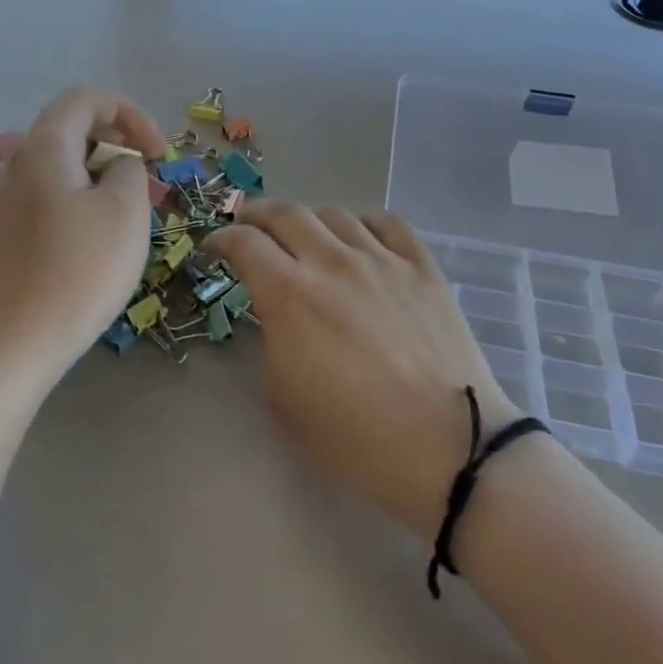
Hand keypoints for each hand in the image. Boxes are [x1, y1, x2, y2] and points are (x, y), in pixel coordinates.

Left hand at [0, 88, 165, 395]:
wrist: (10, 346)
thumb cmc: (77, 272)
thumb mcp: (125, 212)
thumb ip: (130, 171)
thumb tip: (119, 165)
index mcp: (44, 147)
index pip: (86, 99)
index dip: (130, 113)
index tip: (158, 152)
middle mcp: (17, 163)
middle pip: (71, 128)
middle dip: (117, 142)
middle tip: (148, 177)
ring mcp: (5, 200)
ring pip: (61, 165)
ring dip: (100, 173)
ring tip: (128, 211)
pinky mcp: (4, 233)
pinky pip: (48, 195)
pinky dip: (80, 198)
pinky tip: (96, 238)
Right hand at [208, 203, 519, 541]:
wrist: (449, 449)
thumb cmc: (357, 437)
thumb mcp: (284, 400)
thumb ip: (271, 342)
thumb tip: (276, 316)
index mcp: (291, 294)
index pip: (245, 243)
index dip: (221, 239)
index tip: (213, 247)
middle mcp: (332, 262)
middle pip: (285, 213)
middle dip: (256, 214)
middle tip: (247, 224)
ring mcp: (382, 259)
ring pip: (335, 213)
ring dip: (308, 218)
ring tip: (303, 234)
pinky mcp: (422, 267)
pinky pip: (388, 223)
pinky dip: (363, 222)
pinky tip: (359, 236)